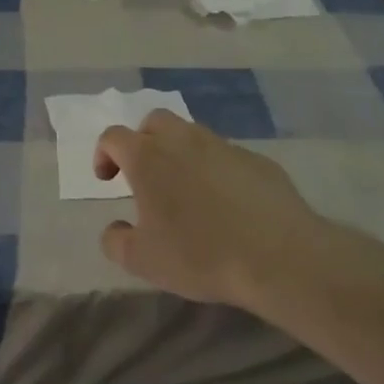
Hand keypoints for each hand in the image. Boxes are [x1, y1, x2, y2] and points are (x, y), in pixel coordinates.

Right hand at [94, 110, 325, 308]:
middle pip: (155, 122)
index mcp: (149, 158)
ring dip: (180, 153)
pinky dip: (215, 170)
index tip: (108, 181)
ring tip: (186, 192)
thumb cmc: (200, 255)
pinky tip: (225, 204)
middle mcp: (185, 141)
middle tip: (145, 177)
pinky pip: (226, 156)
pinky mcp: (258, 161)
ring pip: (193, 135)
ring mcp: (225, 147)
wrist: (279, 257)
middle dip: (143, 141)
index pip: (114, 137)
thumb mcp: (142, 261)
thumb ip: (116, 241)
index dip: (104, 154)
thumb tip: (115, 228)